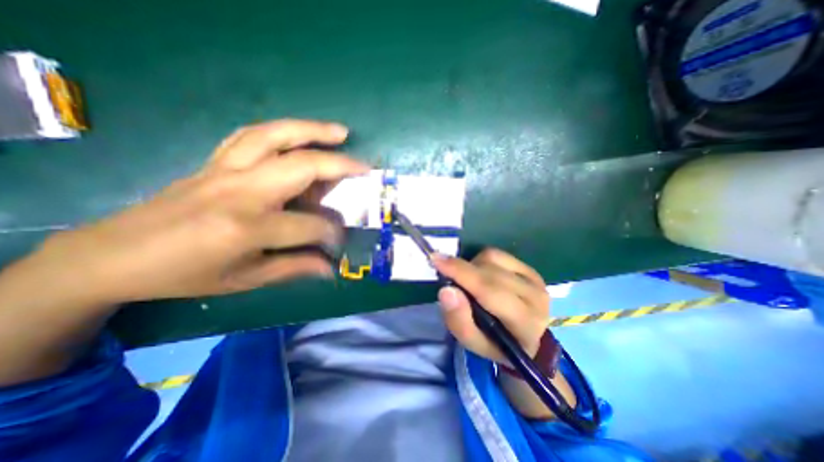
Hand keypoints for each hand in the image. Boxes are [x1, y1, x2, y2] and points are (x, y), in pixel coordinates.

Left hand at [34, 118, 367, 303]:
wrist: (116, 254)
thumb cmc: (187, 274)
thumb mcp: (247, 279)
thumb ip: (295, 268)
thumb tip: (331, 267)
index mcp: (248, 227)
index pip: (310, 225)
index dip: (332, 233)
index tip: (342, 241)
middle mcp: (241, 190)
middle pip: (301, 167)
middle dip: (339, 165)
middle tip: (364, 166)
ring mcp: (226, 169)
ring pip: (275, 136)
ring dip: (312, 131)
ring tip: (340, 131)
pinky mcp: (215, 161)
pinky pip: (252, 135)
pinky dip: (281, 131)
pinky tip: (298, 133)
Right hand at [433, 248, 549, 363]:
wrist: (526, 339)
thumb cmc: (495, 343)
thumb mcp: (472, 342)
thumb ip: (458, 320)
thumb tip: (446, 290)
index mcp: (524, 322)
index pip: (489, 290)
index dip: (461, 272)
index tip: (435, 259)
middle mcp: (535, 297)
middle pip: (489, 272)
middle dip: (461, 269)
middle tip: (445, 273)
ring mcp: (535, 279)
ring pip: (492, 258)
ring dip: (472, 266)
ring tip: (468, 282)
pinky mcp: (530, 269)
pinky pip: (497, 254)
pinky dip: (481, 260)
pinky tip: (481, 274)